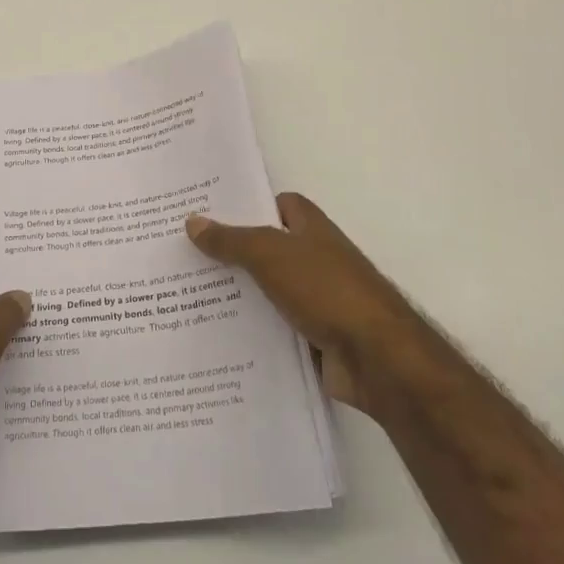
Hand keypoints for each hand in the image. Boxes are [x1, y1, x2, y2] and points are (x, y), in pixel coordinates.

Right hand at [186, 193, 403, 411]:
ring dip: (238, 295)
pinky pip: (274, 328)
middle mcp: (315, 259)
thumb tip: (192, 221)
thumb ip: (232, 240)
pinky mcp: (314, 338)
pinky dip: (251, 330)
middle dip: (232, 252)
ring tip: (187, 295)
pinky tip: (216, 334)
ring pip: (267, 291)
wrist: (378, 359)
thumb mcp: (271, 255)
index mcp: (312, 229)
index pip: (279, 204)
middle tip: (185, 253)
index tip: (208, 211)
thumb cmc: (327, 290)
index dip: (248, 205)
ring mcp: (317, 301)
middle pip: (267, 248)